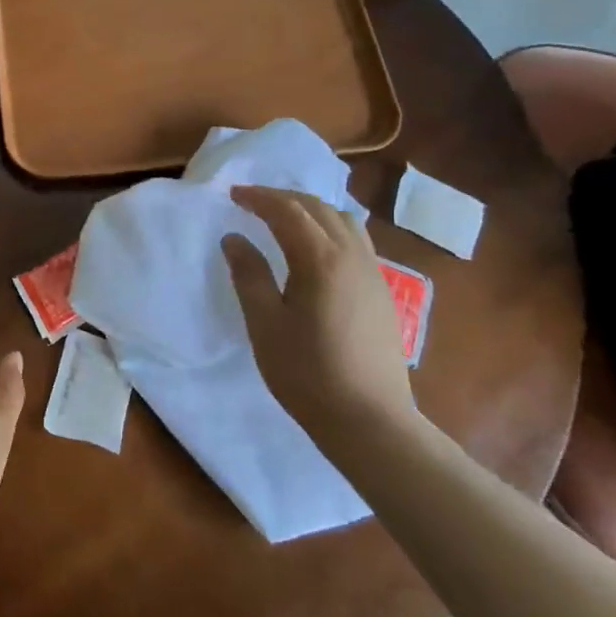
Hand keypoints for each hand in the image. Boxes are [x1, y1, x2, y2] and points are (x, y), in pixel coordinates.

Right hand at [223, 185, 418, 442]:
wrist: (371, 422)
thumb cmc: (308, 375)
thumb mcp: (265, 325)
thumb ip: (249, 275)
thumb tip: (234, 238)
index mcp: (320, 259)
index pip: (287, 210)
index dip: (259, 197)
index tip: (233, 195)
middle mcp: (351, 255)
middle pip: (317, 207)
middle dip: (282, 198)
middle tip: (252, 202)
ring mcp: (372, 272)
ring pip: (342, 219)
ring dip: (310, 209)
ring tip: (284, 218)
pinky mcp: (382, 290)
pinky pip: (356, 239)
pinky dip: (330, 227)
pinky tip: (317, 248)